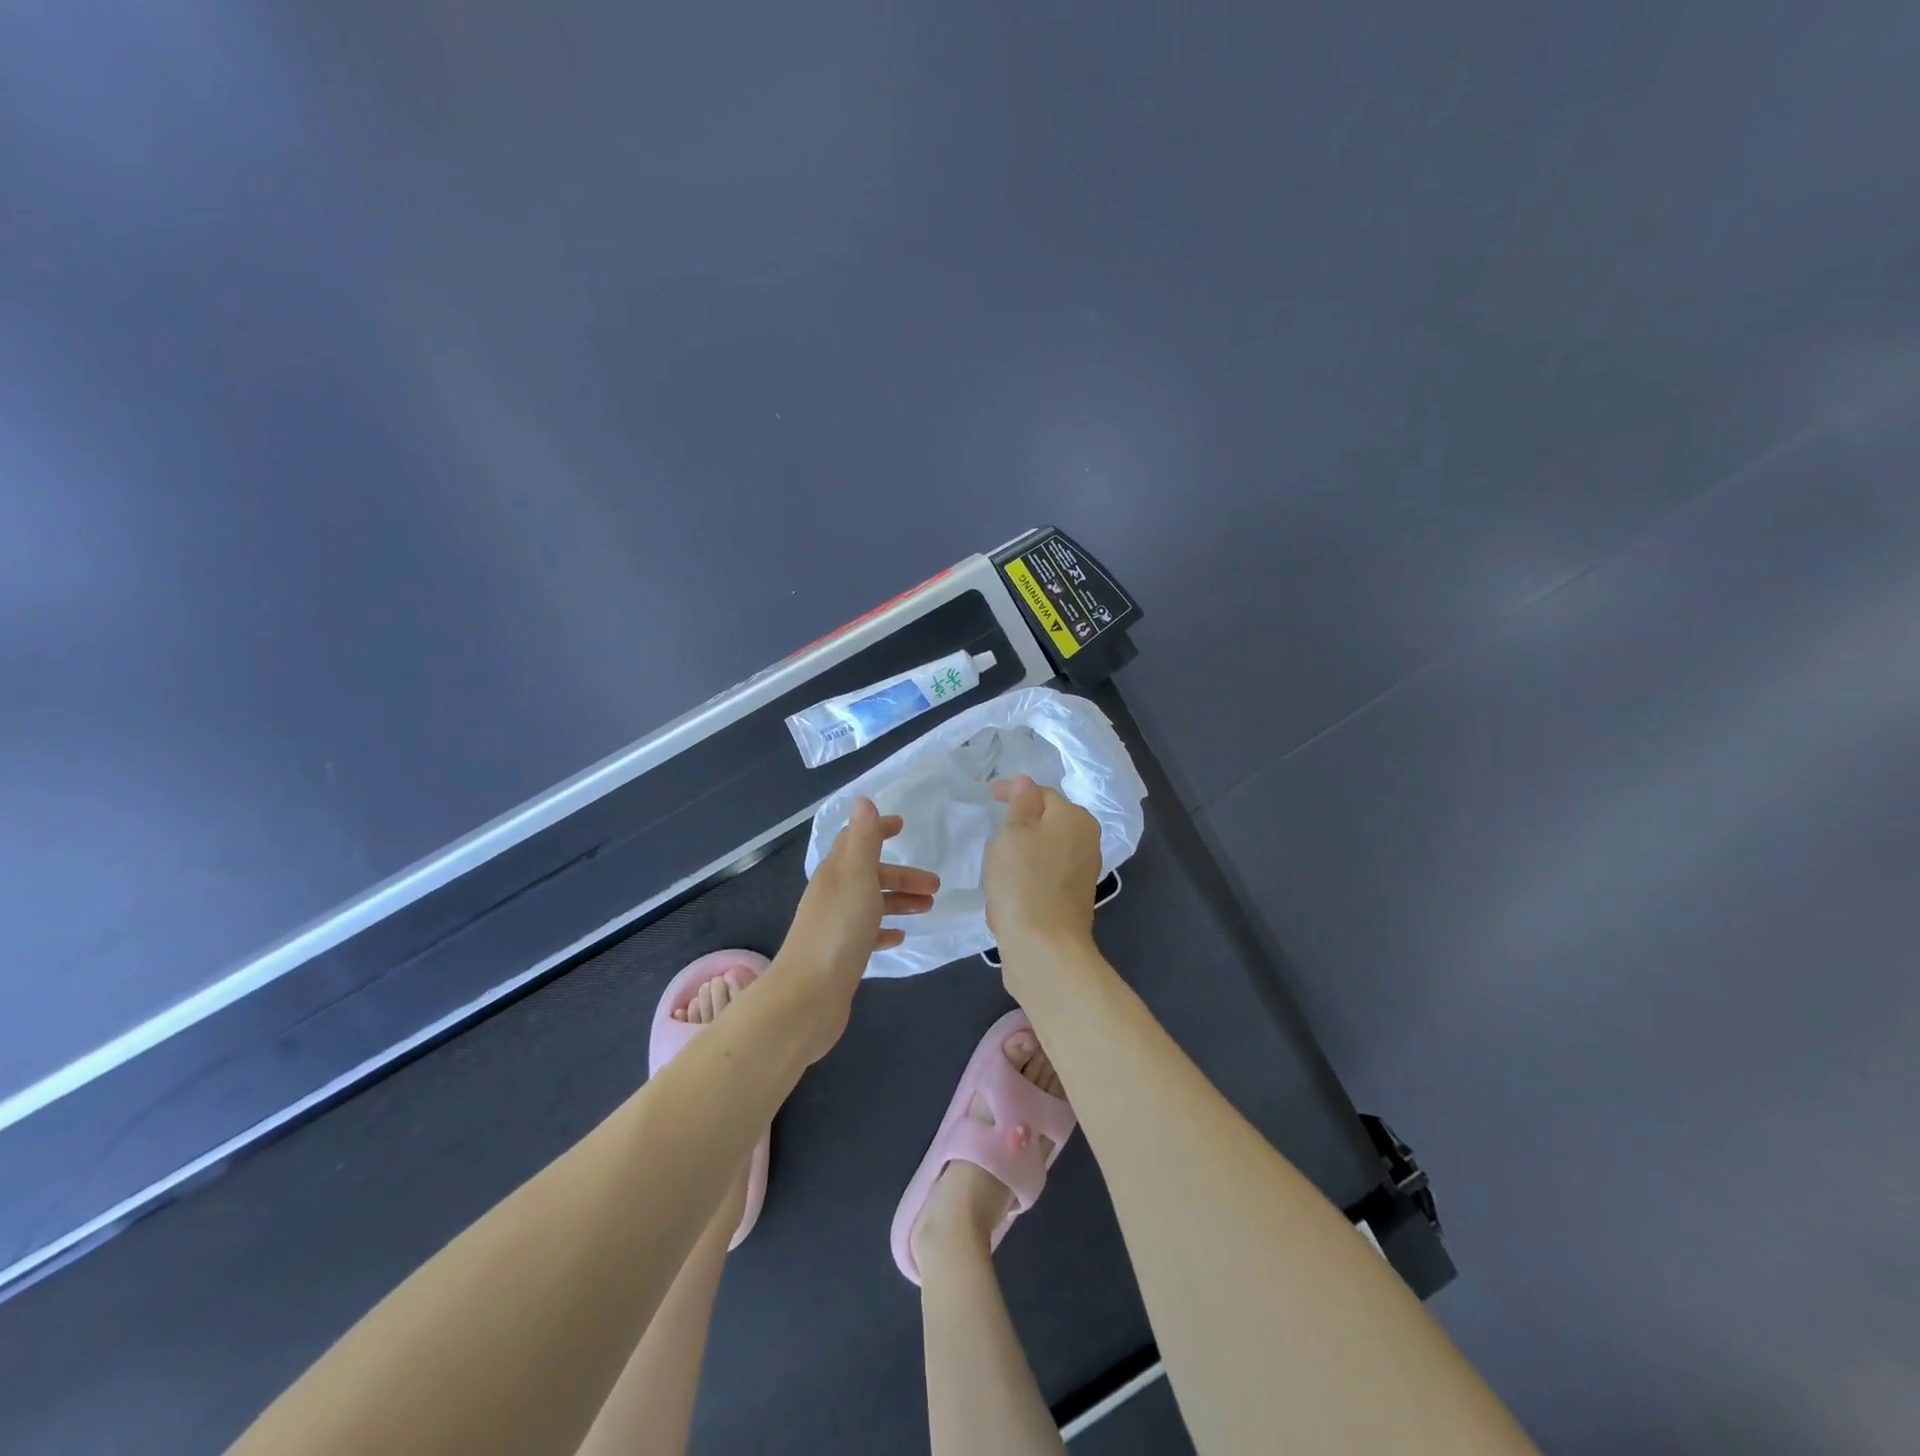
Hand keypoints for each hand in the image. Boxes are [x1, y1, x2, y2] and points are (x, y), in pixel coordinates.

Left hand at [773, 797, 938, 1058]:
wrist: (809, 997)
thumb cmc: (838, 930)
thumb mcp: (856, 876)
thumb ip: (863, 839)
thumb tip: (863, 799)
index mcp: (835, 873)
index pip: (855, 840)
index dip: (877, 830)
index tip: (903, 826)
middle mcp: (832, 895)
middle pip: (869, 874)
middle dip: (901, 874)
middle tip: (935, 884)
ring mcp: (835, 926)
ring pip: (871, 903)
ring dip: (899, 900)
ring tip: (928, 908)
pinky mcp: (841, 954)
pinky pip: (867, 933)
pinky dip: (885, 929)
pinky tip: (900, 936)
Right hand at [983, 775, 1102, 962]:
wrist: (1043, 947)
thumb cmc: (1024, 880)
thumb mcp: (1013, 832)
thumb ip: (1020, 803)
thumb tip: (1025, 782)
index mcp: (1075, 819)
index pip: (1041, 793)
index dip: (1012, 792)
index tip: (987, 796)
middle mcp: (1086, 842)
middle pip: (1045, 823)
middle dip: (1017, 828)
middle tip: (991, 836)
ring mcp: (1081, 873)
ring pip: (1042, 852)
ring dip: (1019, 857)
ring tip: (995, 869)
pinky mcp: (1072, 901)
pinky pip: (1042, 878)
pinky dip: (1024, 881)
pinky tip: (1006, 895)